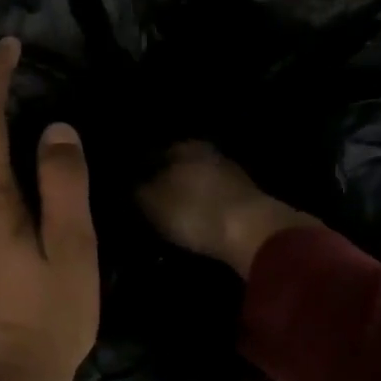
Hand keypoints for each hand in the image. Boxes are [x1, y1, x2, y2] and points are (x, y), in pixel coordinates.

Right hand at [136, 142, 319, 277]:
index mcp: (182, 146)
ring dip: (184, 197)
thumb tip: (127, 185)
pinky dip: (202, 209)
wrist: (254, 233)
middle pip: (176, 167)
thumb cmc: (194, 212)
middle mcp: (208, 153)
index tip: (126, 192)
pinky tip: (194, 223)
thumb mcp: (152, 203)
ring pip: (196, 182)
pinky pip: (213, 200)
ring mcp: (231, 174)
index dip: (136, 174)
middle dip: (162, 183)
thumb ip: (136, 190)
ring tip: (168, 217)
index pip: (150, 155)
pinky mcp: (246, 199)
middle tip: (146, 205)